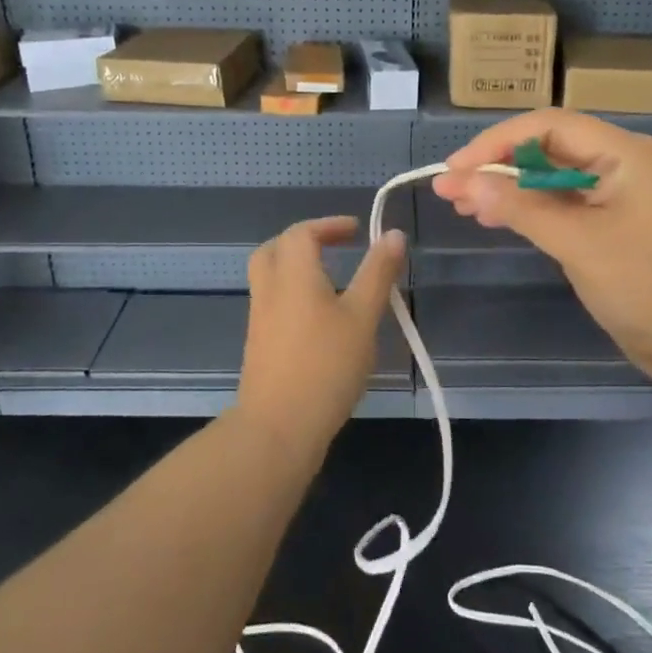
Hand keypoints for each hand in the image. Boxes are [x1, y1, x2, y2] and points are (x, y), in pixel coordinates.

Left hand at [238, 217, 405, 452]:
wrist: (278, 427)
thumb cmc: (326, 366)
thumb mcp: (363, 317)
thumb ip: (378, 273)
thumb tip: (392, 234)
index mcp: (293, 274)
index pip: (302, 233)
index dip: (330, 225)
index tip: (357, 230)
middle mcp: (270, 289)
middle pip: (275, 249)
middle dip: (304, 240)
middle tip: (335, 247)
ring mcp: (260, 319)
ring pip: (270, 276)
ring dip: (296, 267)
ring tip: (332, 281)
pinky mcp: (259, 344)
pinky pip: (272, 302)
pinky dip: (293, 293)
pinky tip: (320, 318)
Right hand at [431, 112, 651, 388]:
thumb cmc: (650, 286)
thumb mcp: (580, 243)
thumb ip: (522, 207)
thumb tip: (465, 181)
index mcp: (624, 153)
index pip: (548, 126)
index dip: (495, 142)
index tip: (454, 169)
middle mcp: (622, 165)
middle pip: (548, 150)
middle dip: (497, 166)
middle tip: (449, 190)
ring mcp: (619, 198)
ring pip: (552, 180)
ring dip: (509, 189)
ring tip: (463, 206)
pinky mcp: (615, 228)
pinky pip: (565, 207)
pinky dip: (530, 212)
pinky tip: (498, 219)